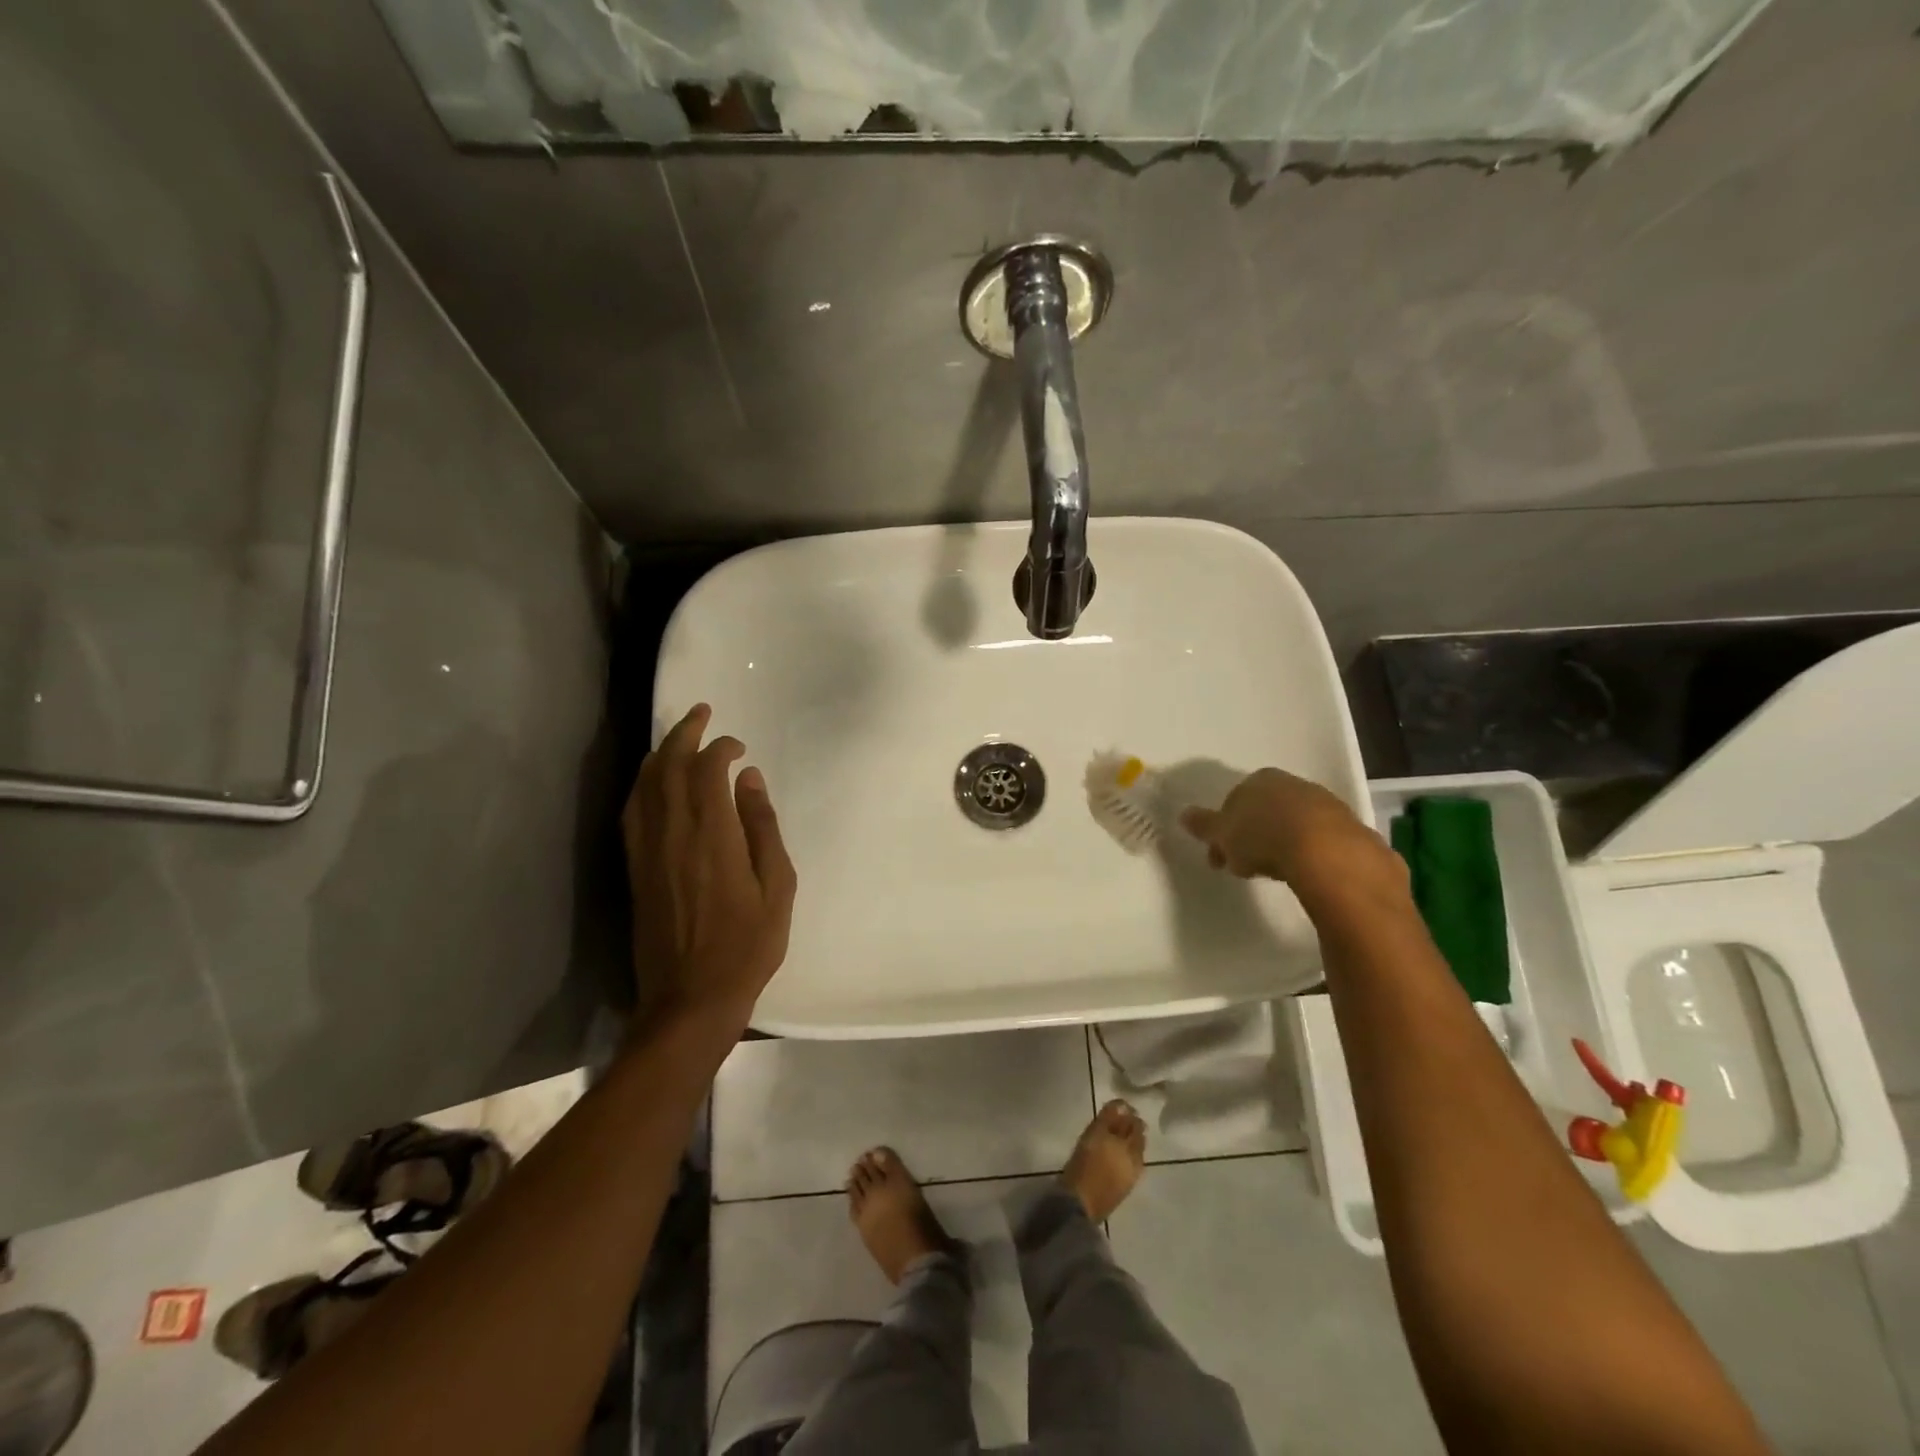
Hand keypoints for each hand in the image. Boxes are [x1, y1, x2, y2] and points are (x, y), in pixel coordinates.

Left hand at [623, 704, 796, 1029]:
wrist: (690, 998)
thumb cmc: (747, 945)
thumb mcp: (777, 887)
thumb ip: (763, 828)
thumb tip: (750, 780)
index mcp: (712, 835)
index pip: (708, 770)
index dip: (722, 748)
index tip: (740, 747)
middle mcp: (672, 833)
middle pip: (669, 767)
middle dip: (685, 733)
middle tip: (701, 712)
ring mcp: (647, 850)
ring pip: (645, 785)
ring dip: (660, 753)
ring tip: (677, 736)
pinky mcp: (634, 868)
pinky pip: (631, 812)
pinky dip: (641, 785)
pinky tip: (650, 781)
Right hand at [1179, 767, 1401, 902]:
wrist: (1327, 853)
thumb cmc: (1264, 837)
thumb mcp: (1223, 835)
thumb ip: (1204, 825)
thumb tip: (1184, 815)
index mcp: (1260, 780)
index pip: (1235, 800)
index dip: (1225, 829)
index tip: (1220, 855)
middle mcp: (1294, 785)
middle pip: (1266, 811)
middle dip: (1254, 835)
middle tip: (1244, 866)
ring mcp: (1327, 805)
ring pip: (1295, 825)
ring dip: (1283, 845)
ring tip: (1275, 875)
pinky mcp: (1352, 830)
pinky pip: (1322, 843)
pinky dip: (1310, 856)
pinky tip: (1305, 876)